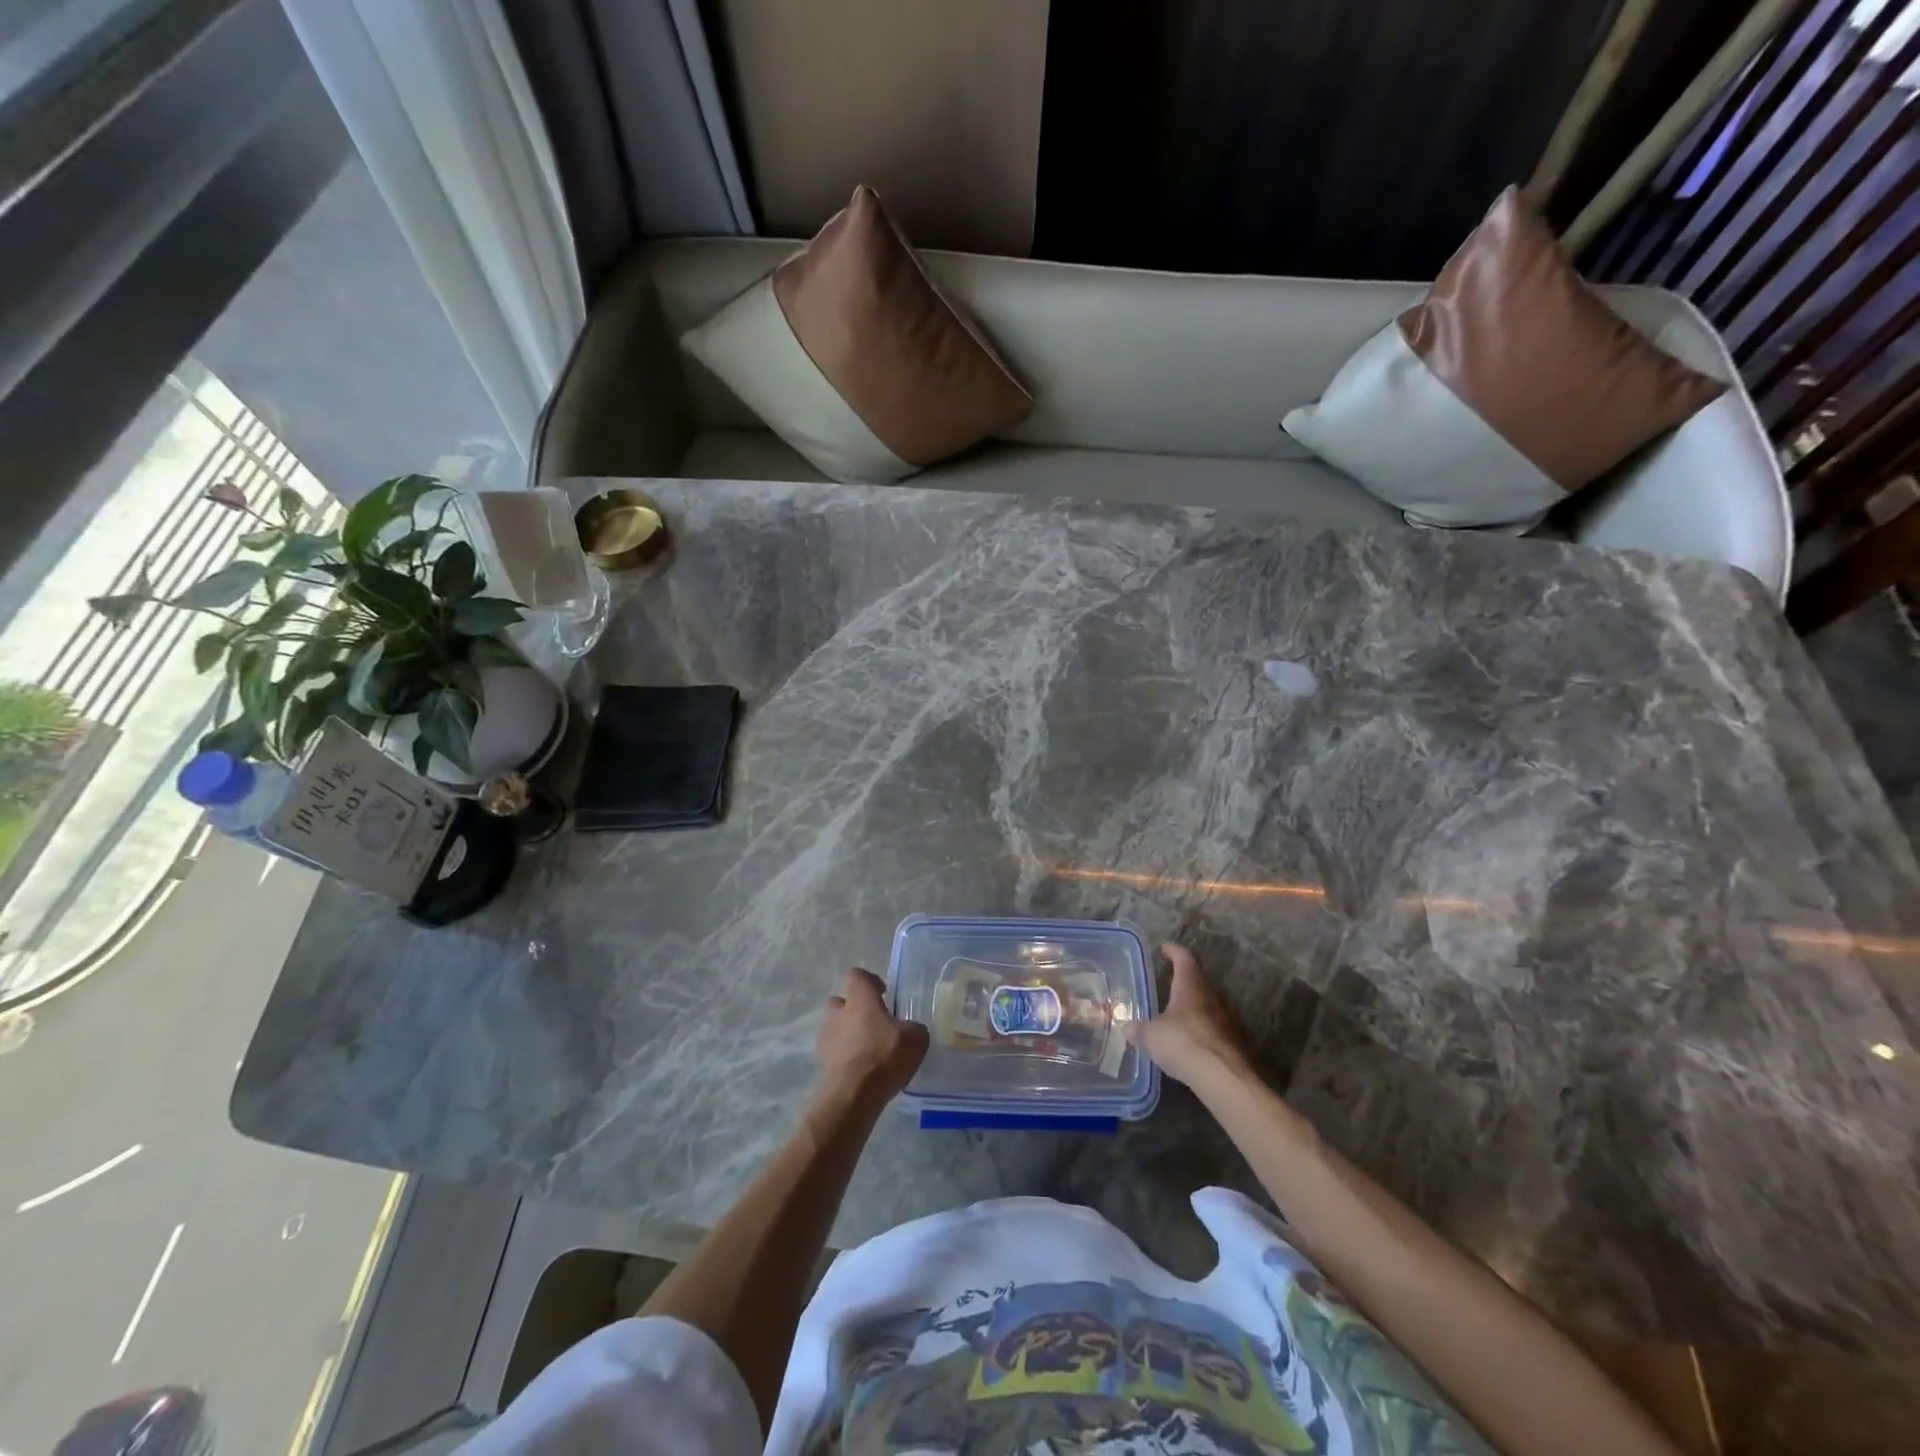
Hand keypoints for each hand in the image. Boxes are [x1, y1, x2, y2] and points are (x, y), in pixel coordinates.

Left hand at [815, 968, 929, 1103]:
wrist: (853, 1095)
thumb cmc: (885, 1055)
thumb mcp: (916, 1038)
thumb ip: (913, 1028)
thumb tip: (909, 1030)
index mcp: (860, 998)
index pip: (857, 975)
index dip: (870, 982)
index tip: (883, 994)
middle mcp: (838, 1013)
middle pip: (840, 1001)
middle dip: (854, 1009)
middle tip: (873, 1024)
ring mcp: (825, 1038)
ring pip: (835, 1028)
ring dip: (848, 1034)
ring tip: (868, 1051)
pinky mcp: (821, 1063)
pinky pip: (834, 1052)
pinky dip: (845, 1057)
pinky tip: (862, 1071)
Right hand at [1134, 944, 1252, 1087]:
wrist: (1223, 1077)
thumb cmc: (1182, 1043)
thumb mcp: (1150, 1036)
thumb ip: (1138, 1029)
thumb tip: (1127, 1028)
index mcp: (1190, 986)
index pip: (1184, 959)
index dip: (1174, 951)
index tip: (1165, 948)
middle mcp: (1211, 996)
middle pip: (1199, 980)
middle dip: (1185, 980)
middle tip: (1170, 982)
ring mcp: (1226, 1019)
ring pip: (1209, 1004)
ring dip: (1195, 1006)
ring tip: (1178, 1014)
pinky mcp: (1234, 1041)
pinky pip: (1215, 1027)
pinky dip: (1203, 1029)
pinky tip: (1191, 1041)